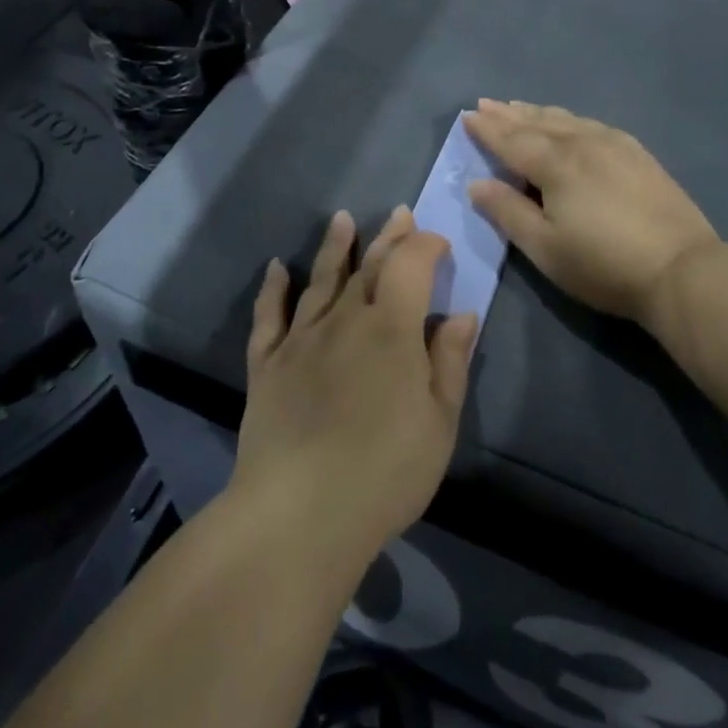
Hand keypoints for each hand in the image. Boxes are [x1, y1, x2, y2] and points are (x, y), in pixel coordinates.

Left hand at [232, 208, 478, 566]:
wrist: (300, 514)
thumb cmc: (385, 472)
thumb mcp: (438, 423)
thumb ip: (450, 362)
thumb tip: (461, 313)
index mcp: (392, 329)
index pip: (411, 265)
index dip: (426, 246)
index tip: (439, 243)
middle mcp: (345, 319)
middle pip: (369, 267)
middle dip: (388, 237)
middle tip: (399, 214)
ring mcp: (301, 339)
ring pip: (321, 280)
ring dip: (335, 247)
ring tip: (342, 219)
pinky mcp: (266, 364)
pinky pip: (269, 316)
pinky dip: (273, 288)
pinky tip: (278, 267)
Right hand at [464, 99, 719, 326]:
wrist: (681, 270)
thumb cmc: (603, 264)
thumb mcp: (544, 248)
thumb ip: (507, 212)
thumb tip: (476, 184)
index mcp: (555, 164)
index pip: (511, 140)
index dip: (487, 129)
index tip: (467, 116)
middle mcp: (582, 143)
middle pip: (538, 123)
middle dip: (509, 114)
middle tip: (486, 103)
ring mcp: (615, 144)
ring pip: (567, 119)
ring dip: (538, 113)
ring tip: (520, 107)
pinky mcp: (638, 154)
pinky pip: (592, 124)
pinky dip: (570, 119)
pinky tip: (571, 123)